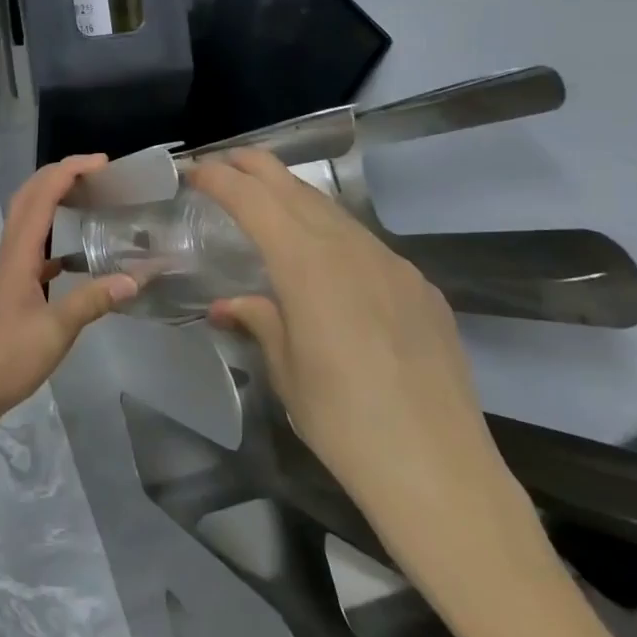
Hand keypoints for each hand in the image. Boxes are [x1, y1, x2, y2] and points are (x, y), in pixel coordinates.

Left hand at [0, 154, 136, 440]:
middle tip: (95, 171)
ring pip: (28, 218)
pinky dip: (52, 236)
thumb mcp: (55, 332)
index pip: (43, 195)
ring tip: (85, 196)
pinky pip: (33, 246)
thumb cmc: (5, 358)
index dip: (69, 171)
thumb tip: (135, 278)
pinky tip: (73, 255)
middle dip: (59, 173)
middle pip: (29, 196)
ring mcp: (10, 270)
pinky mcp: (13, 288)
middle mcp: (12, 252)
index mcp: (20, 253)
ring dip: (52, 198)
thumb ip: (92, 302)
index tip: (102, 163)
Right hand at [186, 150, 510, 527]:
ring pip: (333, 211)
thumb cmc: (344, 424)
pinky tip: (328, 259)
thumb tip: (230, 304)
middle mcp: (350, 249)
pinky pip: (366, 244)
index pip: (253, 200)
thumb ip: (259, 321)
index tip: (194, 171)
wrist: (441, 474)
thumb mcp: (286, 371)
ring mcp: (393, 264)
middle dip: (255, 167)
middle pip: (294, 187)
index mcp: (307, 264)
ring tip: (269, 199)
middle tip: (225, 162)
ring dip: (295, 196)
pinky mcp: (421, 288)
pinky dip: (333, 233)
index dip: (219, 178)